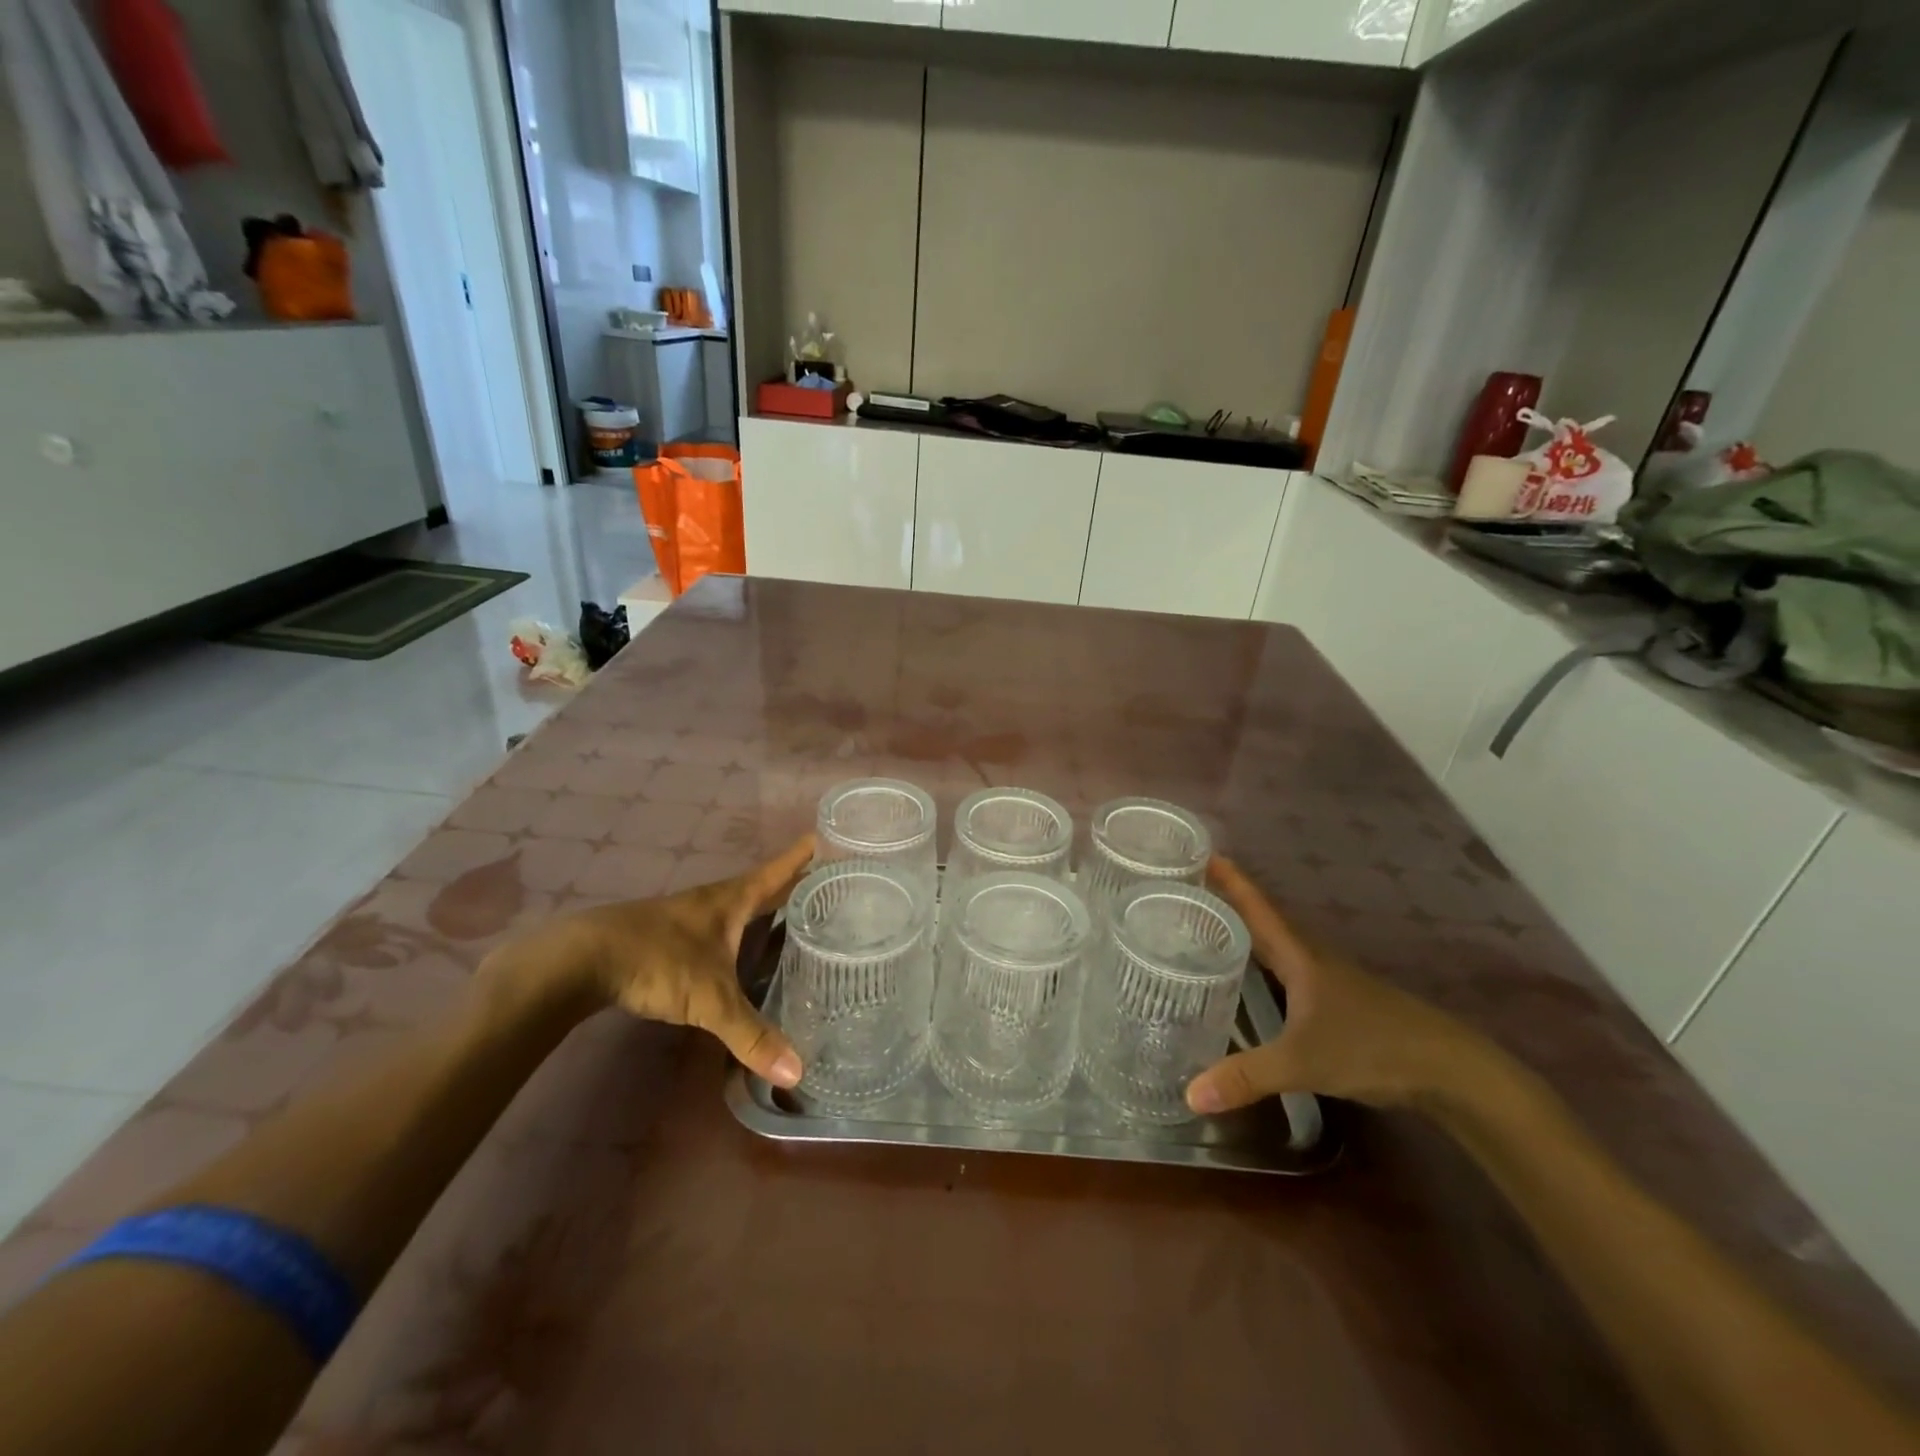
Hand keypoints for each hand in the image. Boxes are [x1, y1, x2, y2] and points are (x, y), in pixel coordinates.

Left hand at [566, 835, 815, 1087]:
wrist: (583, 960)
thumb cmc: (658, 962)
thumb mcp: (711, 1000)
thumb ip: (751, 1035)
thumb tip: (796, 1073)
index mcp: (733, 900)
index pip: (779, 871)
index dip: (804, 855)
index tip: (831, 835)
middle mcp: (715, 900)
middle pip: (764, 886)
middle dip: (795, 883)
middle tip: (830, 883)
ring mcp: (690, 916)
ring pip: (740, 907)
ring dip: (767, 907)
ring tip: (797, 917)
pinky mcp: (670, 936)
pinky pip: (720, 927)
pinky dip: (741, 931)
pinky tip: (744, 949)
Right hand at [1186, 855, 1489, 1114]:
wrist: (1451, 1070)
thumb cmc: (1373, 1048)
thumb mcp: (1302, 1063)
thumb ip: (1247, 1077)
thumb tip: (1190, 1096)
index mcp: (1299, 955)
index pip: (1255, 907)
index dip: (1228, 879)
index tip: (1199, 852)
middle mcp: (1310, 958)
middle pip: (1261, 920)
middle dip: (1225, 902)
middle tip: (1184, 889)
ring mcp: (1327, 979)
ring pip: (1275, 945)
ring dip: (1243, 931)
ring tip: (1204, 927)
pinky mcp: (1338, 1001)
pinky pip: (1286, 968)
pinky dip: (1260, 962)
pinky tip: (1249, 978)